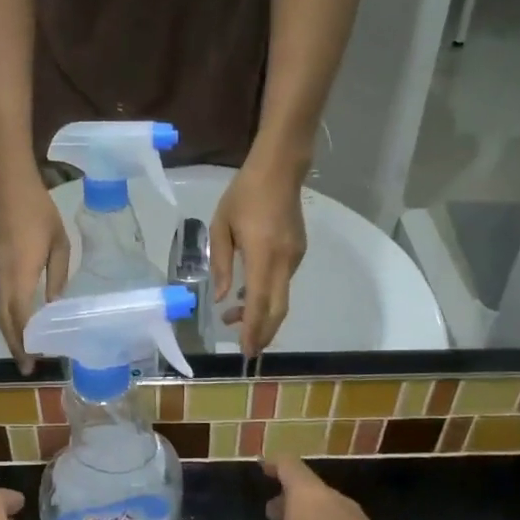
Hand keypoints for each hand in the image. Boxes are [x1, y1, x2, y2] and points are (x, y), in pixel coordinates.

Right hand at [0, 165, 70, 372]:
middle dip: (14, 345)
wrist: (5, 183)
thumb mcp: (58, 243)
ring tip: (27, 346)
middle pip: (3, 320)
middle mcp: (0, 278)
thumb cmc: (37, 210)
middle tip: (27, 365)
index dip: (25, 344)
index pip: (19, 320)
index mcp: (19, 276)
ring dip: (10, 329)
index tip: (33, 363)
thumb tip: (54, 304)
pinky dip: (7, 312)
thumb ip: (57, 276)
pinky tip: (21, 316)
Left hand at [210, 156, 306, 355]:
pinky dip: (267, 296)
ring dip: (261, 313)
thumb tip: (221, 298)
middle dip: (263, 332)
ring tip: (232, 317)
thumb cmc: (244, 194)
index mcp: (263, 255)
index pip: (259, 301)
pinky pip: (283, 282)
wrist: (279, 169)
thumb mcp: (221, 226)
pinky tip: (248, 293)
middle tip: (248, 350)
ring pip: (281, 297)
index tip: (246, 350)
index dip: (253, 329)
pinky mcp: (299, 251)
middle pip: (278, 308)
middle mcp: (284, 261)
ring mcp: (295, 257)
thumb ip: (221, 264)